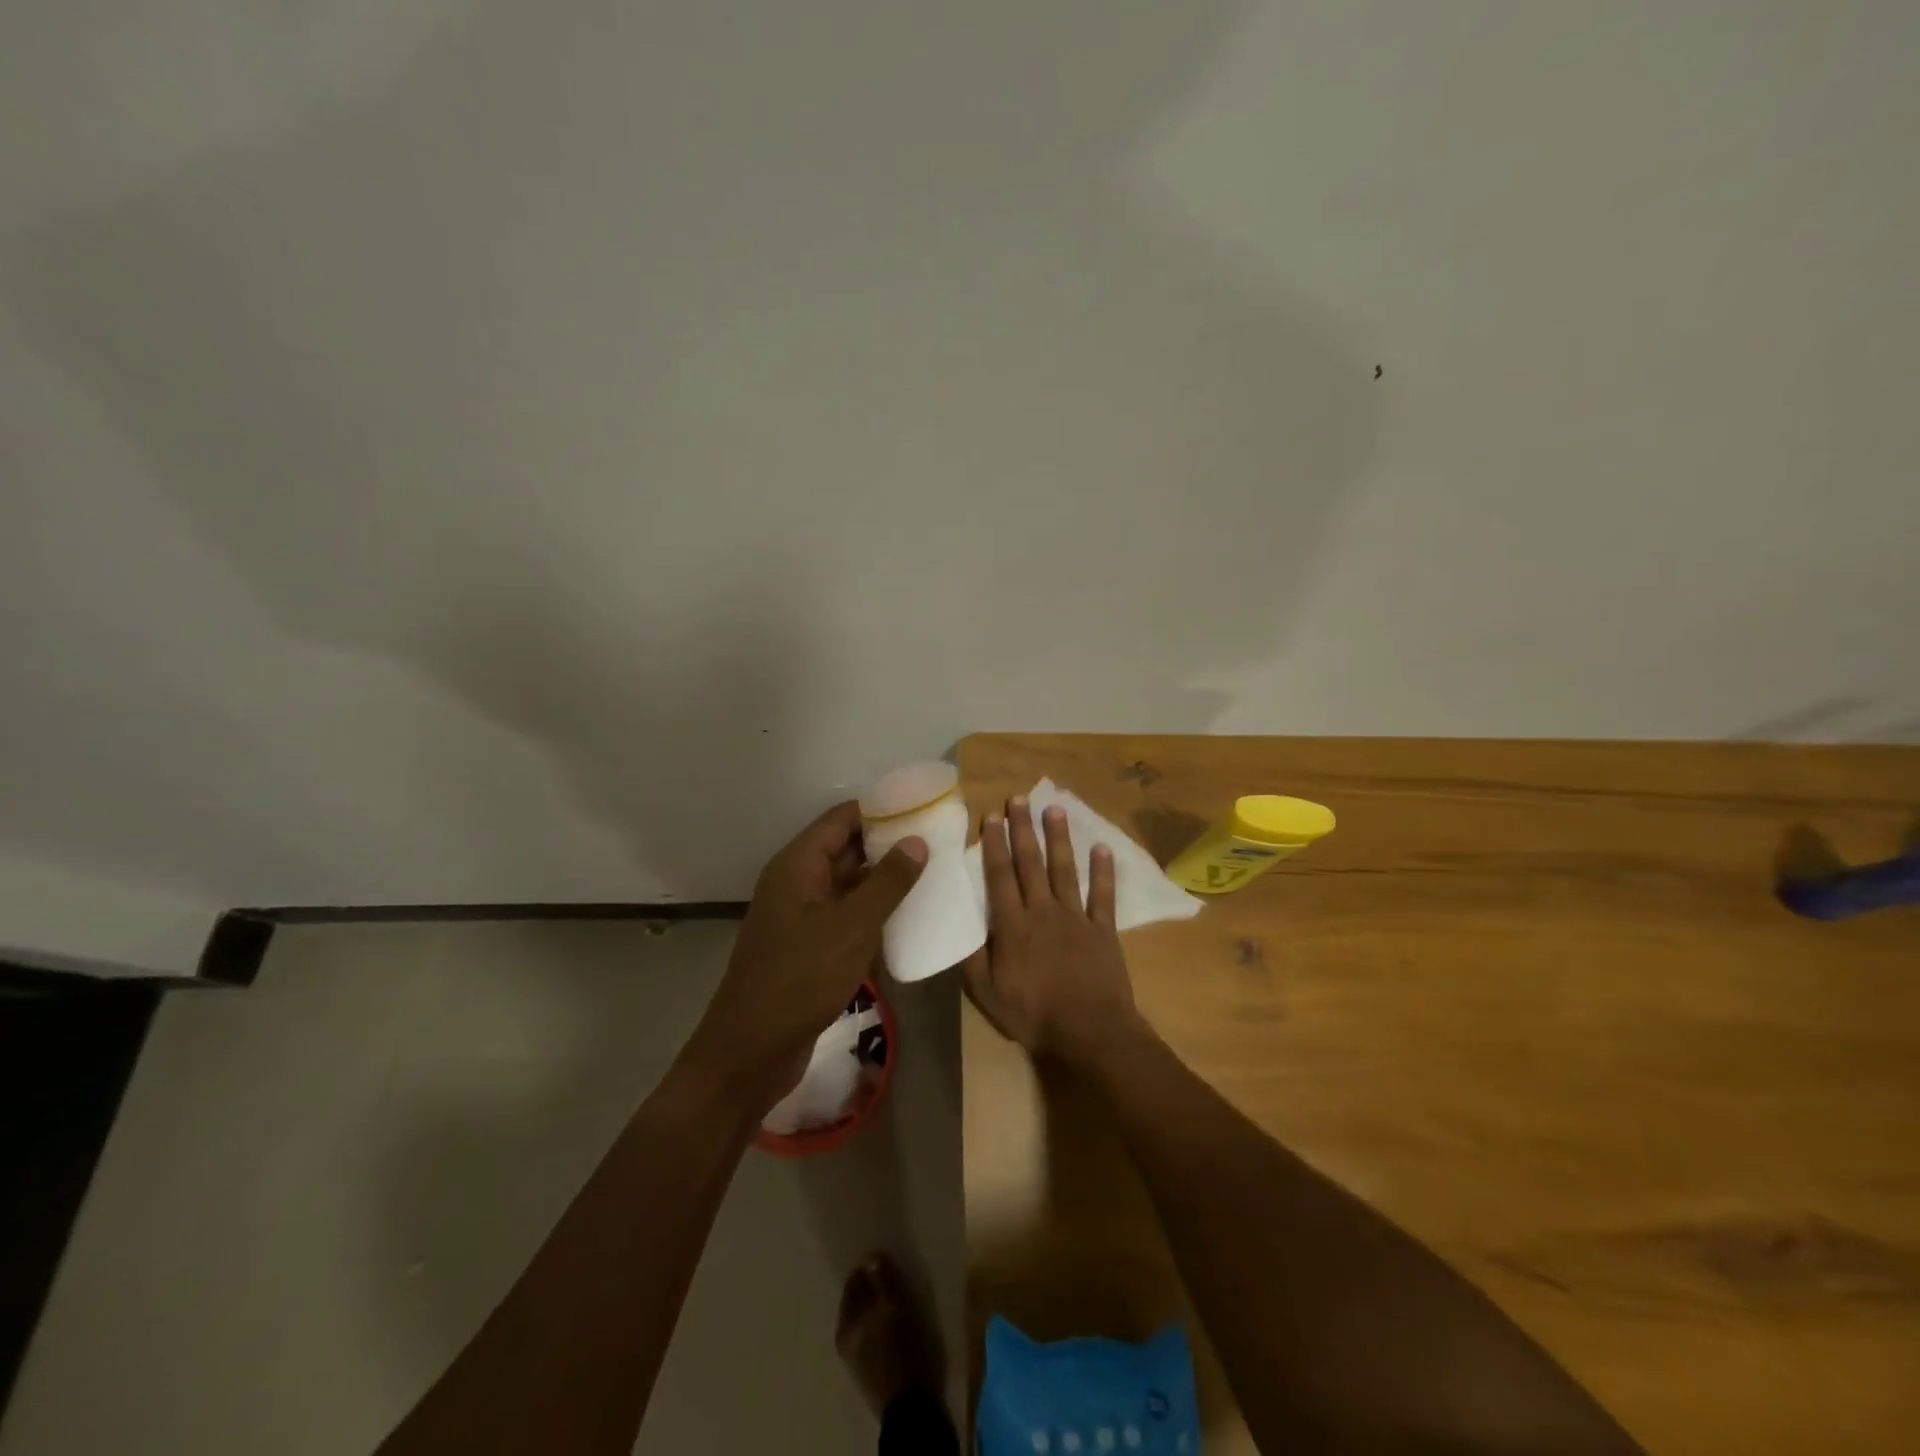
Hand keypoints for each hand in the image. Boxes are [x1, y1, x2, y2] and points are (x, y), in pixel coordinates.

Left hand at [687, 801, 924, 1108]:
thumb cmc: (802, 978)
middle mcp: (796, 882)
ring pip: (847, 884)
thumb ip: (887, 882)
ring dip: (882, 879)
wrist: (753, 1050)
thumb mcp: (852, 926)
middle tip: (935, 840)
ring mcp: (800, 915)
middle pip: (844, 848)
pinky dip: (872, 911)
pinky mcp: (808, 945)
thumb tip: (916, 840)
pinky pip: (844, 915)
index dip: (880, 809)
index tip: (921, 806)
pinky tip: (906, 917)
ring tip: (930, 872)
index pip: (841, 819)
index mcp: (798, 865)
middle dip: (887, 843)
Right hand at [964, 796, 1142, 1069]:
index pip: (1000, 876)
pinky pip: (1103, 895)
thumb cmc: (1032, 1015)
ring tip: (1054, 809)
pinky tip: (1102, 848)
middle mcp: (1043, 911)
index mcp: (1013, 925)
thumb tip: (958, 928)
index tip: (992, 816)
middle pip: (1031, 863)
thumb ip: (972, 959)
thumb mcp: (987, 994)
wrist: (1089, 1033)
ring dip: (1059, 838)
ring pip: (1065, 870)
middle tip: (1019, 798)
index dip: (995, 845)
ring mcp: (1076, 917)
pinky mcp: (1102, 930)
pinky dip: (1103, 871)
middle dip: (1023, 829)